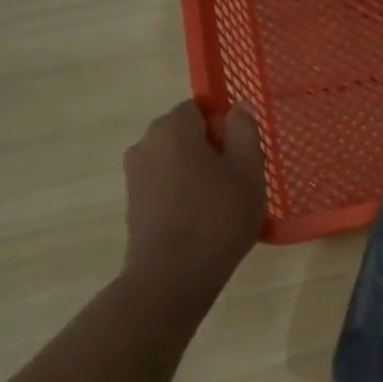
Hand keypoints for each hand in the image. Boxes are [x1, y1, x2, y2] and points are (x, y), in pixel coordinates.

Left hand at [121, 101, 265, 296]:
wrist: (173, 275)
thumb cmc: (218, 217)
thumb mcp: (248, 171)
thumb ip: (245, 131)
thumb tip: (239, 107)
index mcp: (173, 128)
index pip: (200, 107)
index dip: (226, 125)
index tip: (244, 153)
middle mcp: (146, 143)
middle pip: (186, 134)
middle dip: (213, 149)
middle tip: (241, 179)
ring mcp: (135, 175)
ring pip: (176, 161)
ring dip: (198, 173)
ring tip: (224, 204)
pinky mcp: (134, 203)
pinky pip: (166, 185)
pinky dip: (184, 194)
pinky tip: (203, 221)